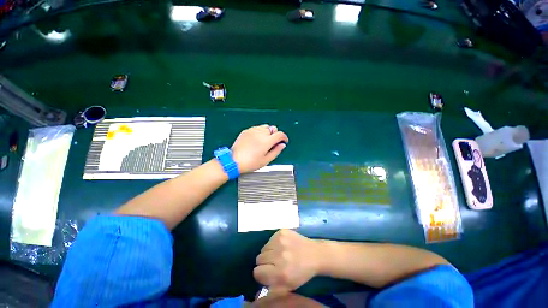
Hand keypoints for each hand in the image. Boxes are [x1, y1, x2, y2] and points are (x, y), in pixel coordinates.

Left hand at [231, 125, 288, 173]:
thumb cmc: (251, 163)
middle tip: (272, 143)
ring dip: (267, 132)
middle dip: (275, 134)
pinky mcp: (246, 131)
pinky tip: (256, 140)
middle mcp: (260, 133)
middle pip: (272, 128)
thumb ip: (276, 151)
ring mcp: (252, 130)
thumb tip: (282, 145)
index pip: (280, 134)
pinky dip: (259, 132)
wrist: (234, 161)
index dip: (284, 137)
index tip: (284, 141)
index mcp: (267, 141)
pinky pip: (256, 128)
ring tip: (264, 141)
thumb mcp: (266, 160)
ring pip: (264, 127)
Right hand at [253, 229, 322, 291]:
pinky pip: (270, 239)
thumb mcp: (288, 287)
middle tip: (275, 262)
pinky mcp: (281, 231)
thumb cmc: (301, 273)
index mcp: (280, 273)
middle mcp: (278, 255)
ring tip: (280, 253)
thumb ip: (271, 291)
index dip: (262, 274)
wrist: (314, 254)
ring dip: (269, 252)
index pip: (257, 272)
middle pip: (259, 258)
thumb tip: (256, 294)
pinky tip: (283, 245)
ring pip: (263, 248)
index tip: (268, 272)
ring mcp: (280, 241)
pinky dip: (273, 243)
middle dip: (265, 262)